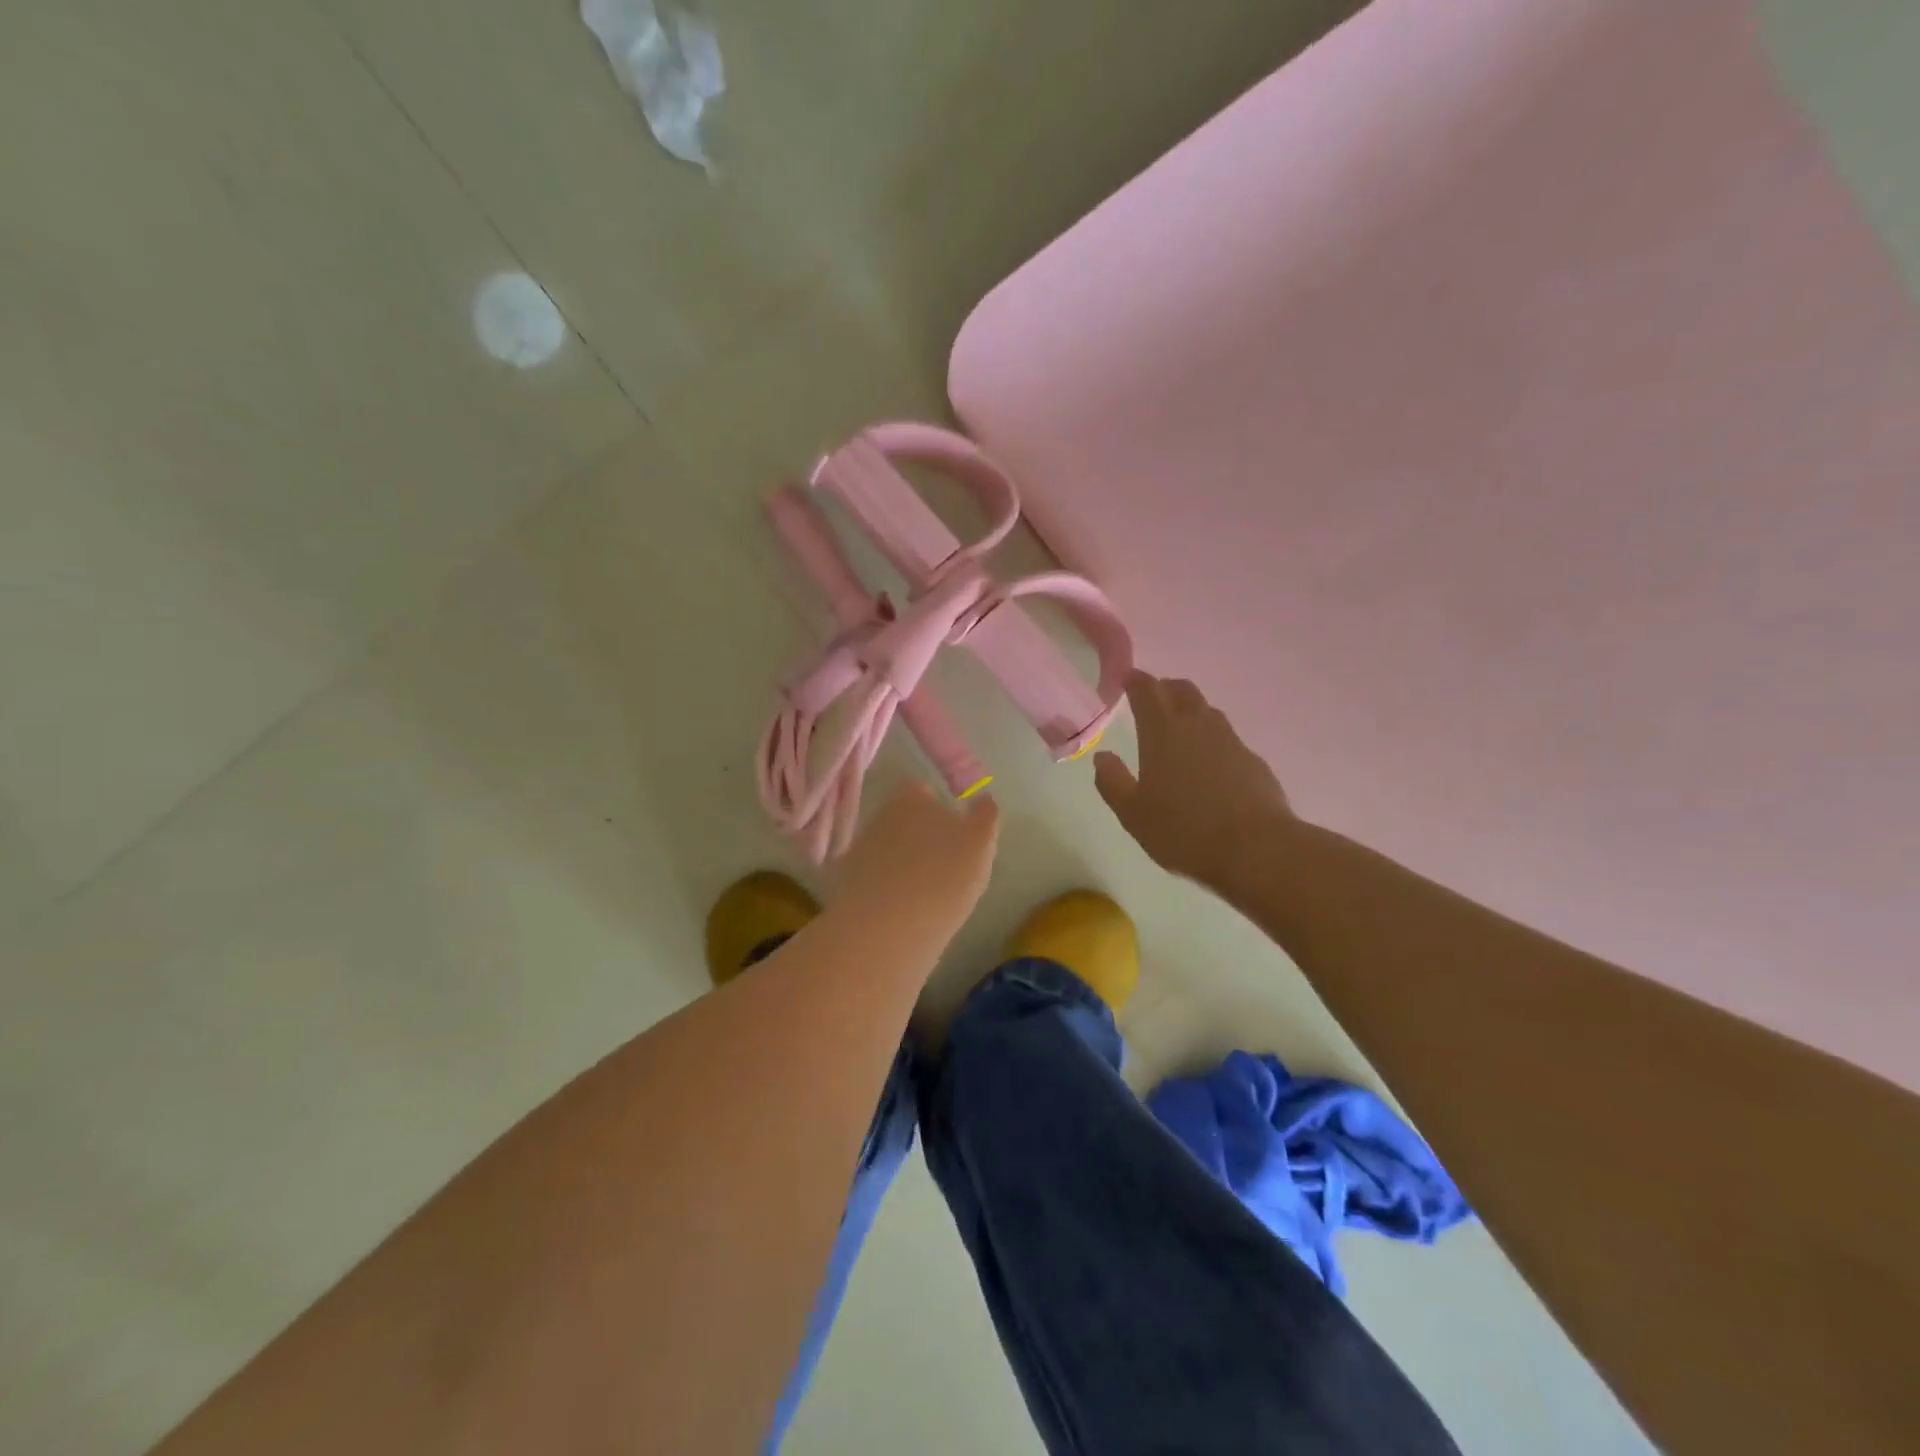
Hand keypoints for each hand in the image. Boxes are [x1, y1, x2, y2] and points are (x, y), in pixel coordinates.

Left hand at [834, 782, 999, 941]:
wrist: (886, 929)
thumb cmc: (943, 877)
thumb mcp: (979, 845)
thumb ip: (985, 817)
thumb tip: (985, 799)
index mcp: (910, 798)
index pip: (922, 790)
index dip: (937, 806)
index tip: (953, 830)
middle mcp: (879, 816)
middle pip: (902, 818)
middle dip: (918, 834)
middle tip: (942, 862)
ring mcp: (858, 849)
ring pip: (886, 848)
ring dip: (900, 861)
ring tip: (924, 890)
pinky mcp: (846, 883)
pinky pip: (871, 877)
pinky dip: (883, 886)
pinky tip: (900, 908)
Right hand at [1094, 672, 1293, 888]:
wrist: (1256, 849)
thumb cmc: (1183, 831)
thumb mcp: (1133, 814)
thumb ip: (1112, 782)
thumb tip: (1103, 757)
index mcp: (1163, 732)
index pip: (1147, 690)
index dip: (1135, 680)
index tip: (1126, 679)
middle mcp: (1198, 726)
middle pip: (1182, 691)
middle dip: (1165, 688)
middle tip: (1152, 699)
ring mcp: (1231, 741)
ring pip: (1208, 712)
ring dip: (1190, 711)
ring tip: (1179, 729)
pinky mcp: (1253, 761)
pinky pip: (1227, 739)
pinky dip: (1212, 741)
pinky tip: (1209, 765)